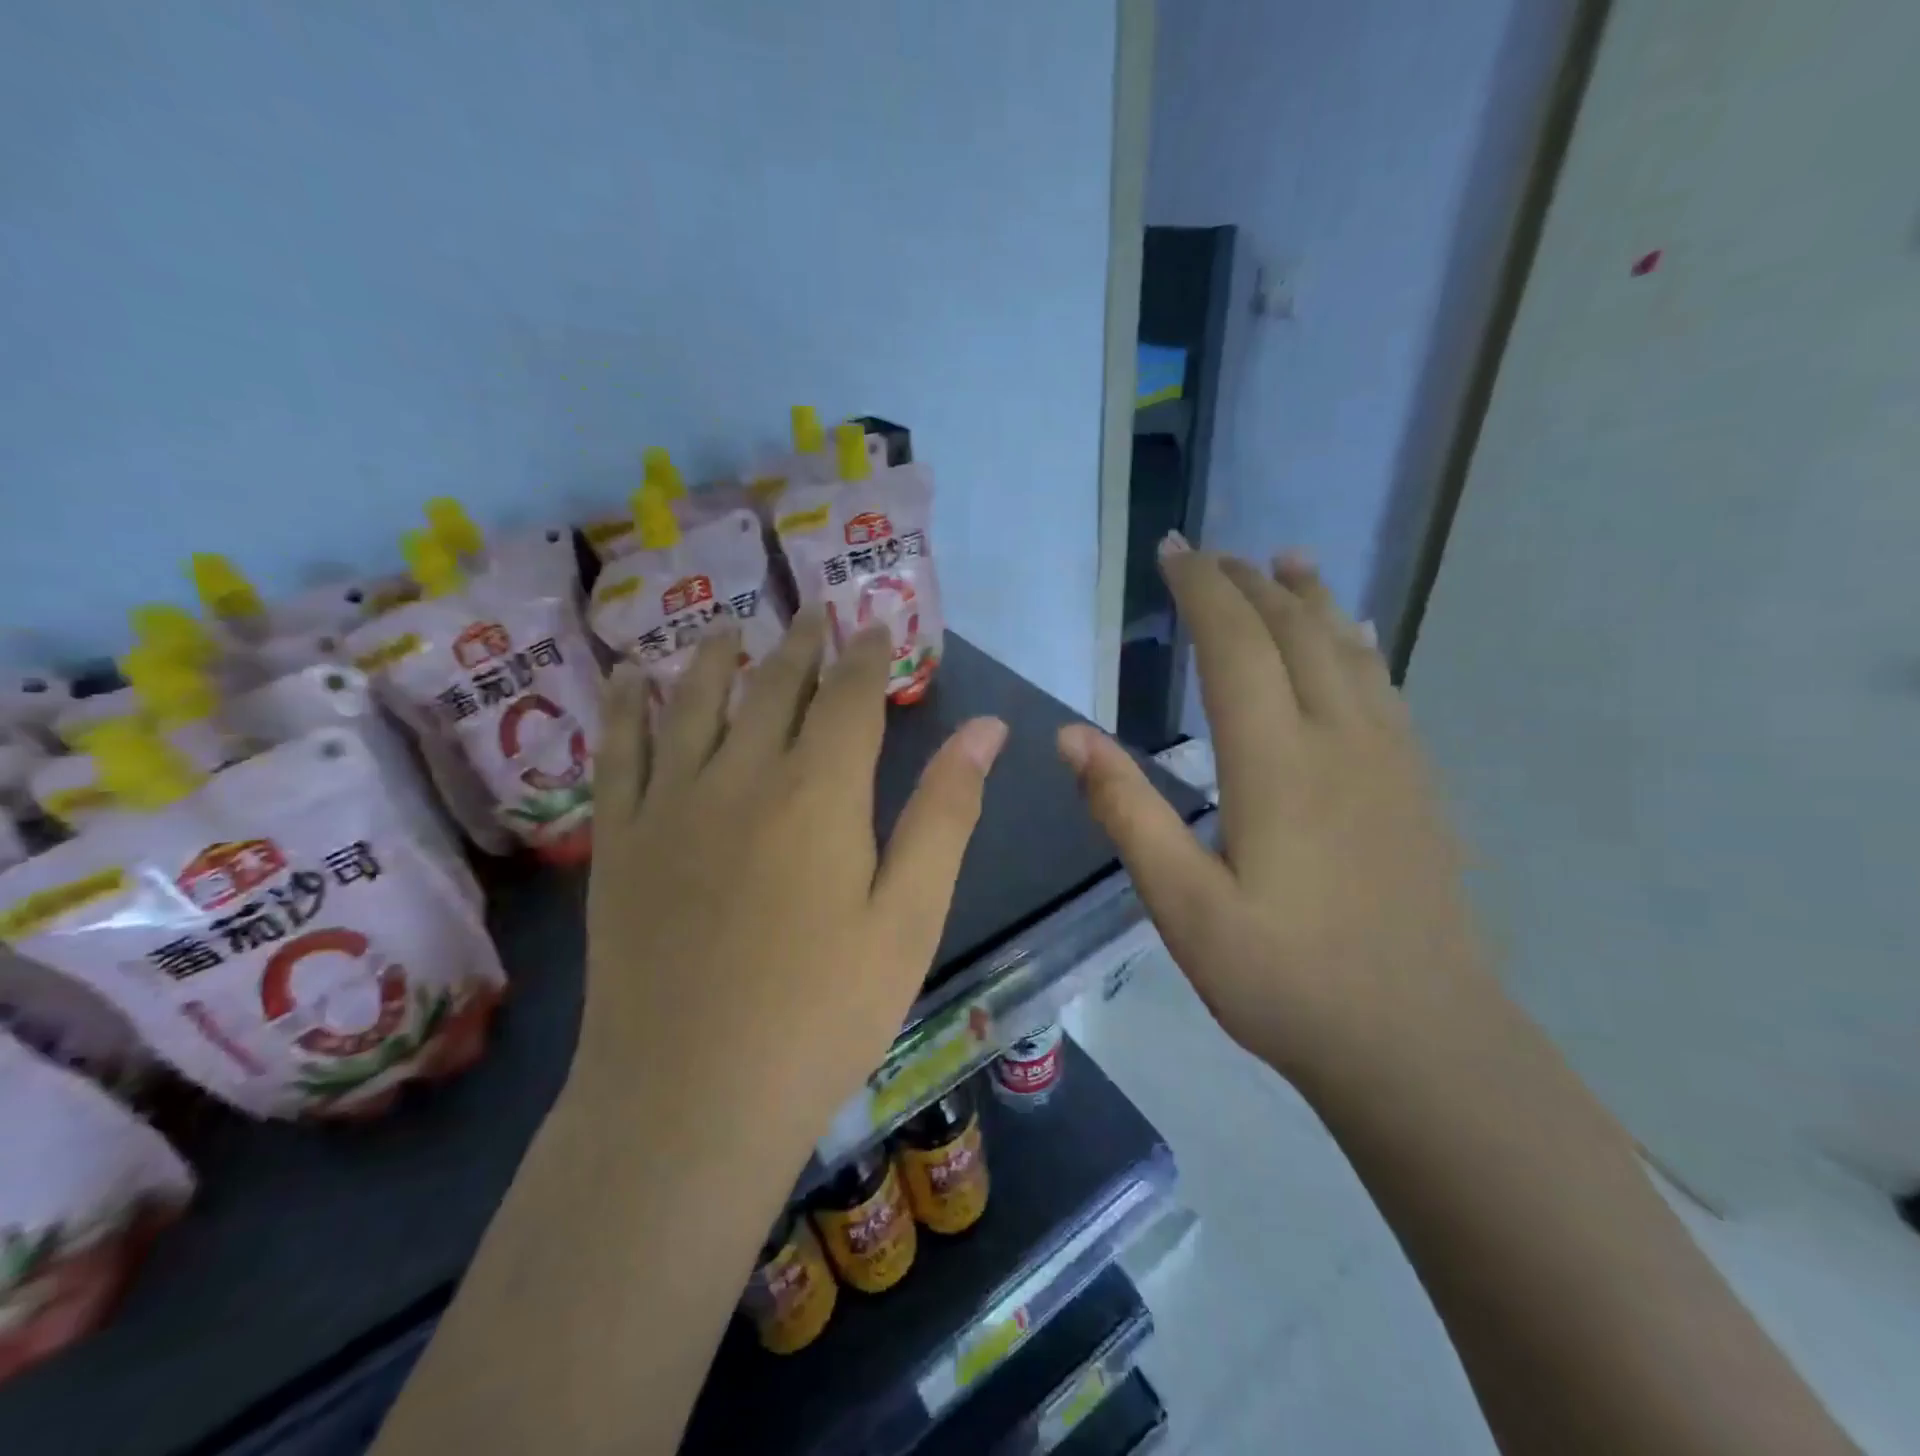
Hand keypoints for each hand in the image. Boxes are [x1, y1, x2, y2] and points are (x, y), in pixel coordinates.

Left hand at [581, 610, 1006, 1156]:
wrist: (691, 1096)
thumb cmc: (823, 1011)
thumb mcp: (909, 915)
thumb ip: (945, 813)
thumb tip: (987, 729)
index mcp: (820, 792)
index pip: (849, 696)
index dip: (866, 655)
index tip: (875, 623)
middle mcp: (741, 775)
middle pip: (775, 687)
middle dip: (802, 645)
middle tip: (815, 611)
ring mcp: (670, 804)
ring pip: (694, 702)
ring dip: (716, 658)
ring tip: (730, 629)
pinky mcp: (620, 841)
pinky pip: (618, 751)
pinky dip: (624, 707)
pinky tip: (626, 677)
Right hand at [1057, 538, 1494, 1083]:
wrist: (1419, 1044)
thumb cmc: (1283, 979)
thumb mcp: (1180, 905)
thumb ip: (1126, 811)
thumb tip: (1070, 736)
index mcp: (1275, 762)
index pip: (1235, 644)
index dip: (1203, 590)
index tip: (1174, 551)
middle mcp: (1338, 740)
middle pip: (1293, 632)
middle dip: (1248, 583)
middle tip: (1211, 555)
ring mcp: (1389, 761)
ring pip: (1347, 651)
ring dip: (1310, 599)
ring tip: (1285, 561)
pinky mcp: (1417, 788)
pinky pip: (1384, 689)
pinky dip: (1357, 645)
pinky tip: (1354, 637)